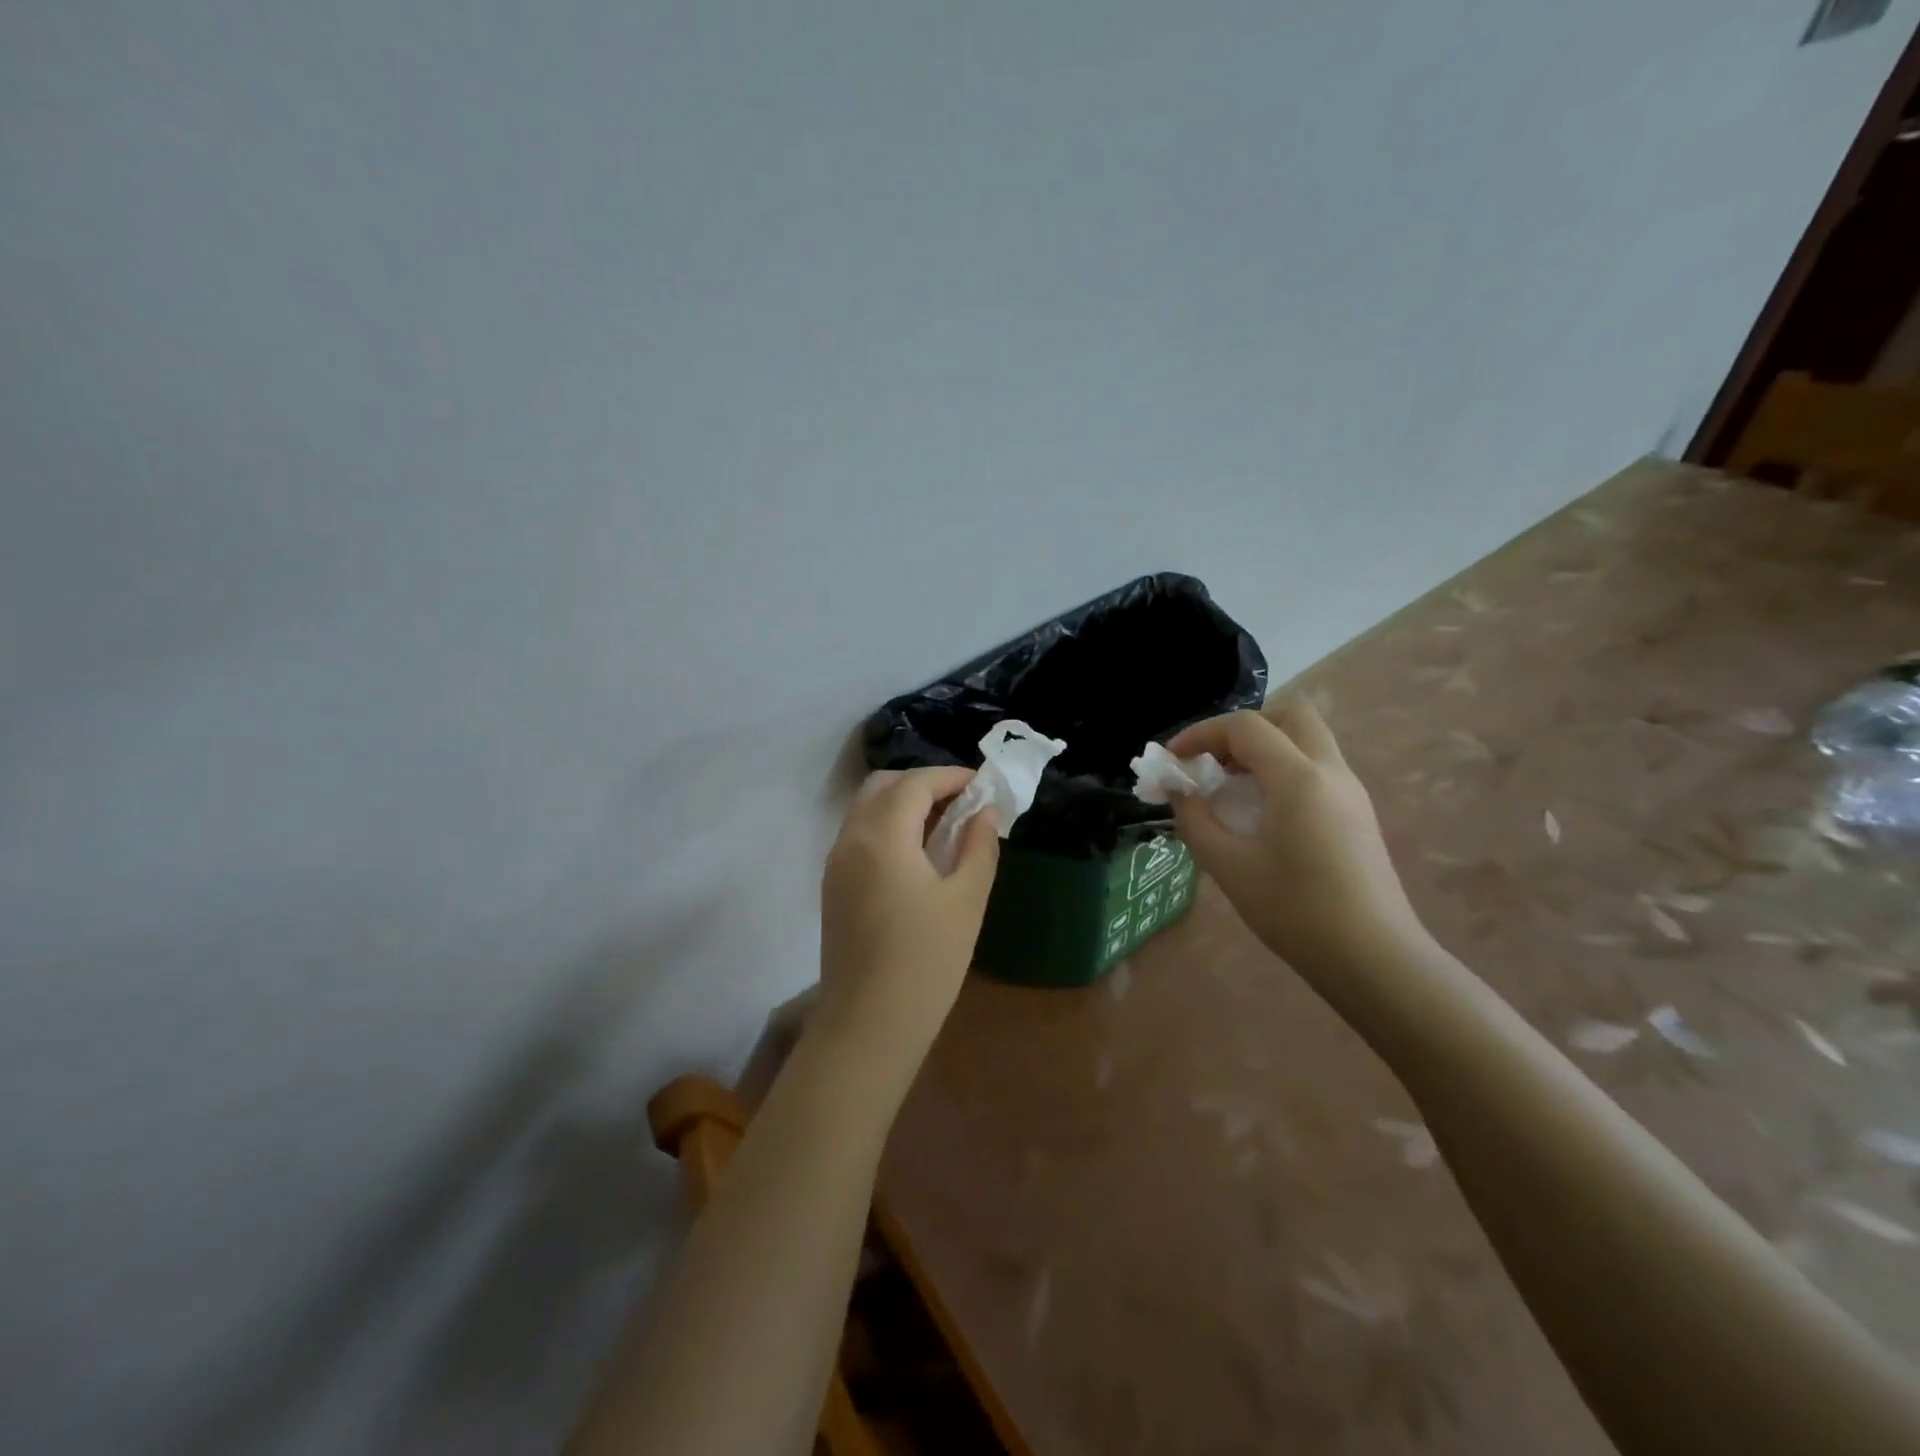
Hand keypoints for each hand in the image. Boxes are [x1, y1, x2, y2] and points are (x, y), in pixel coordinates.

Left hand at [816, 767, 1001, 1062]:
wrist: (869, 1025)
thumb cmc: (926, 961)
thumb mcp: (966, 900)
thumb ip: (979, 846)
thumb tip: (986, 812)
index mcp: (882, 836)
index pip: (915, 783)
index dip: (951, 776)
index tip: (983, 785)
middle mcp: (851, 838)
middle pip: (883, 786)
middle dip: (923, 784)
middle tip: (963, 803)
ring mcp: (836, 862)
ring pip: (867, 809)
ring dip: (904, 804)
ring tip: (945, 826)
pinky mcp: (833, 885)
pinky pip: (859, 834)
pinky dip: (888, 826)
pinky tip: (918, 854)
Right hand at [1169, 700, 1422, 971]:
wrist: (1373, 958)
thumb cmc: (1295, 911)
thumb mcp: (1229, 866)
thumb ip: (1196, 820)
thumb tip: (1179, 792)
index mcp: (1298, 778)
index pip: (1245, 727)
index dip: (1201, 733)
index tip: (1172, 760)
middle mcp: (1330, 771)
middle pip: (1290, 715)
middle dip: (1243, 728)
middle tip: (1213, 760)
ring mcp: (1351, 791)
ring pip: (1307, 740)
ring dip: (1264, 748)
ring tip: (1230, 787)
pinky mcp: (1357, 813)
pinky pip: (1316, 768)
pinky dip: (1282, 770)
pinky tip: (1260, 811)